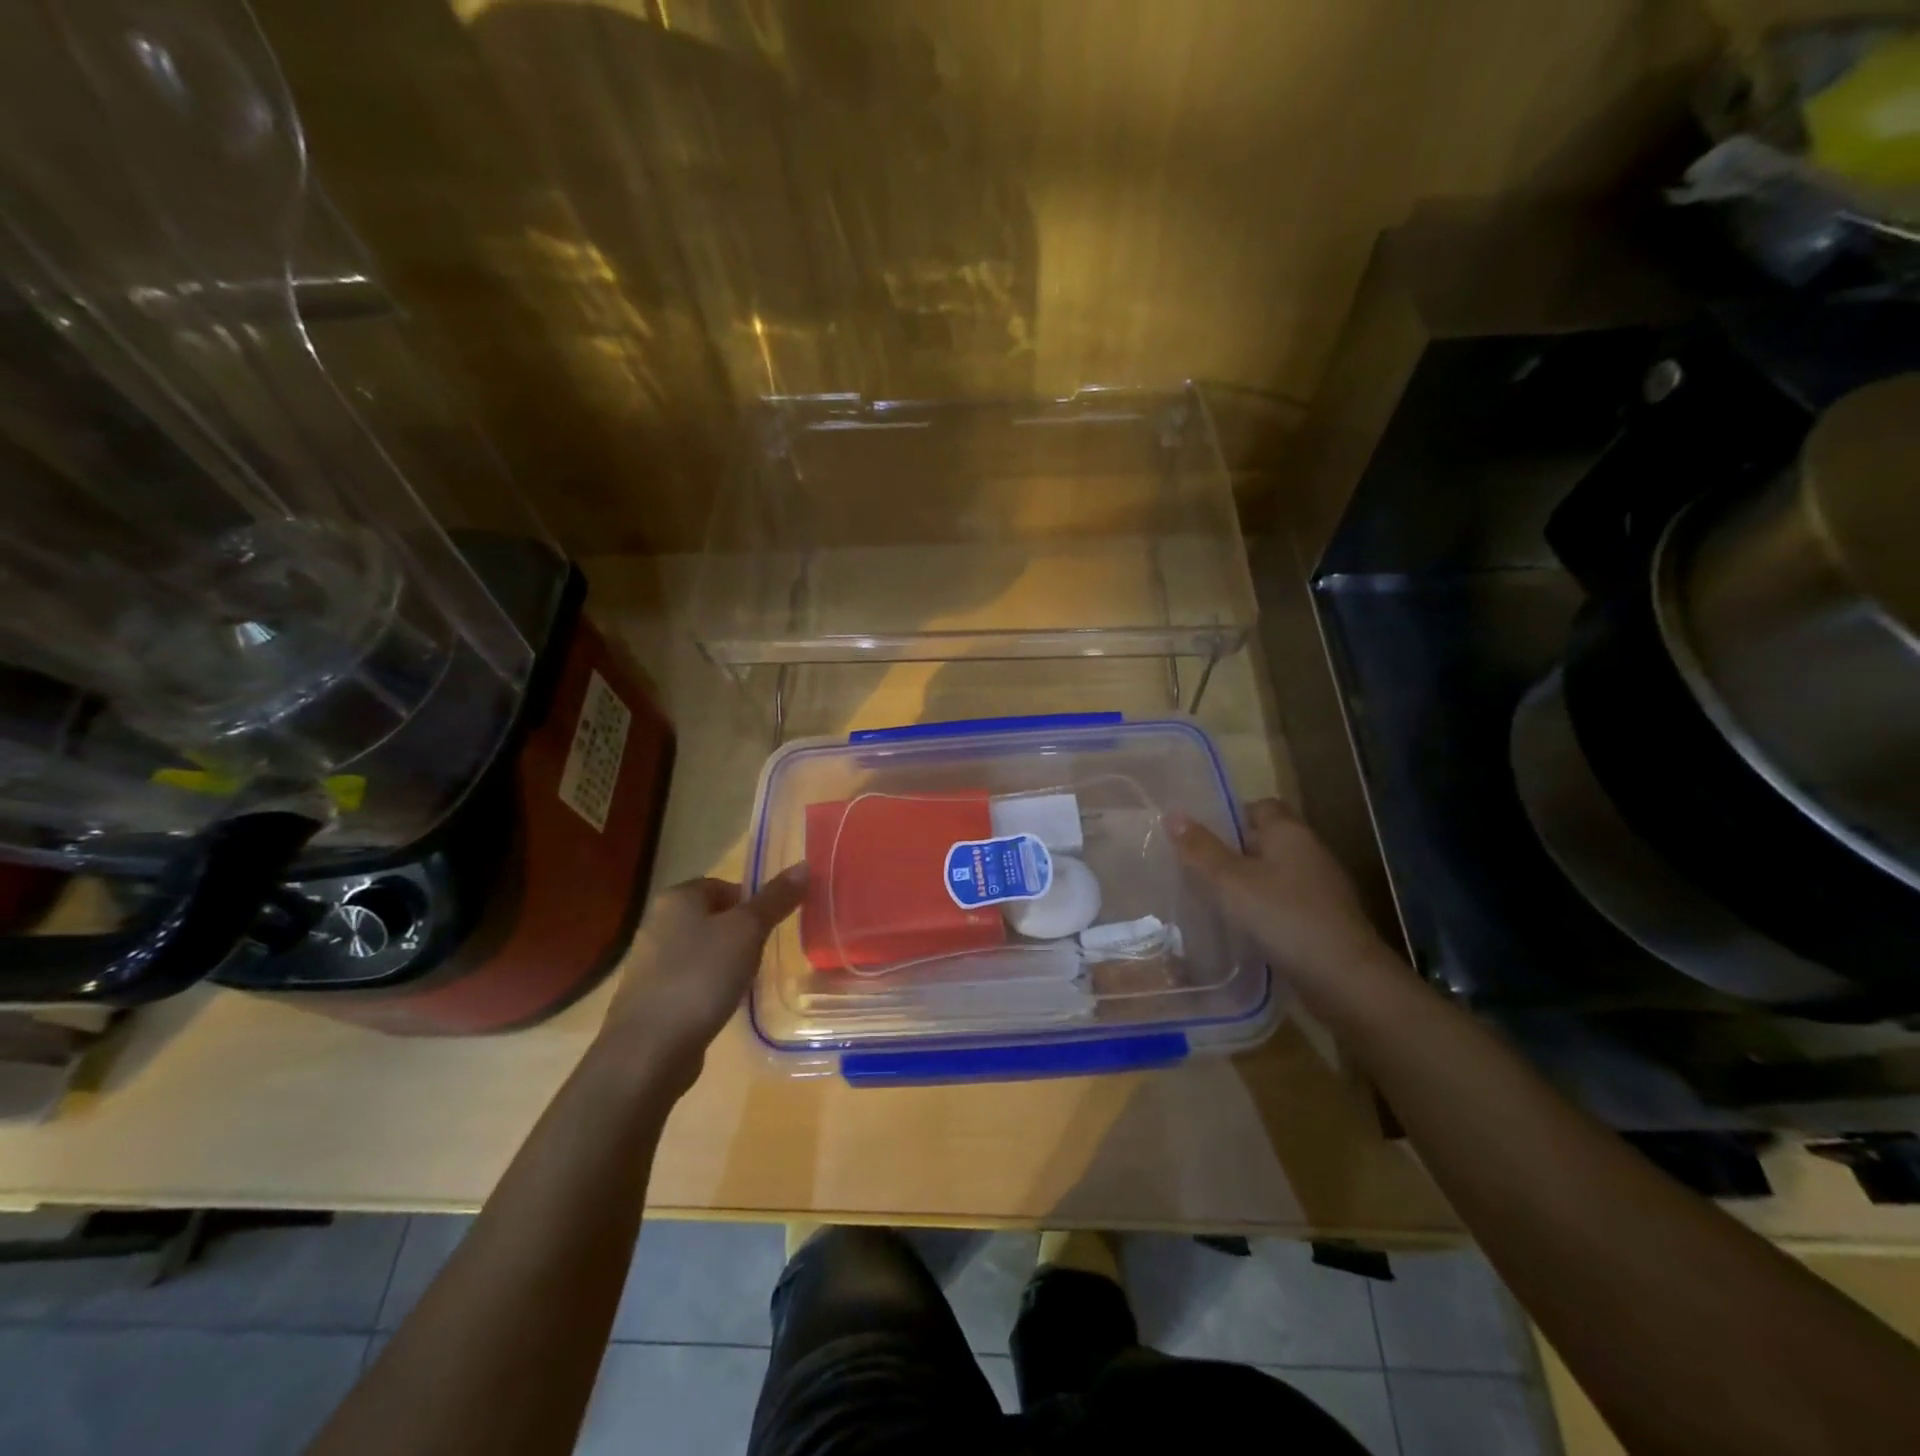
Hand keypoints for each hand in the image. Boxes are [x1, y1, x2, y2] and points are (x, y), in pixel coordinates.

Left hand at [597, 867, 808, 1092]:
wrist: (649, 1049)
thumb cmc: (700, 976)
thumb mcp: (747, 931)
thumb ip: (775, 899)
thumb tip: (804, 865)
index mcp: (677, 897)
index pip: (723, 885)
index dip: (752, 902)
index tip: (772, 926)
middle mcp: (658, 922)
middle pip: (713, 917)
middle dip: (741, 933)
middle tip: (764, 952)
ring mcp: (650, 962)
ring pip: (702, 950)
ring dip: (726, 962)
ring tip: (748, 980)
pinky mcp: (651, 997)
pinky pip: (691, 980)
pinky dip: (709, 987)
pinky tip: (723, 1004)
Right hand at [1170, 798, 1399, 1017]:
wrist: (1344, 980)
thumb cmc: (1283, 917)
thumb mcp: (1230, 881)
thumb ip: (1200, 849)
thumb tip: (1173, 814)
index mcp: (1289, 833)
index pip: (1259, 807)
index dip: (1229, 816)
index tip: (1198, 835)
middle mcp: (1308, 853)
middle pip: (1264, 841)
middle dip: (1231, 852)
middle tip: (1193, 867)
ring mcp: (1319, 889)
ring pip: (1272, 875)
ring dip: (1245, 884)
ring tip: (1208, 898)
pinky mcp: (1322, 921)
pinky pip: (1282, 904)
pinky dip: (1261, 911)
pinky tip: (1239, 929)